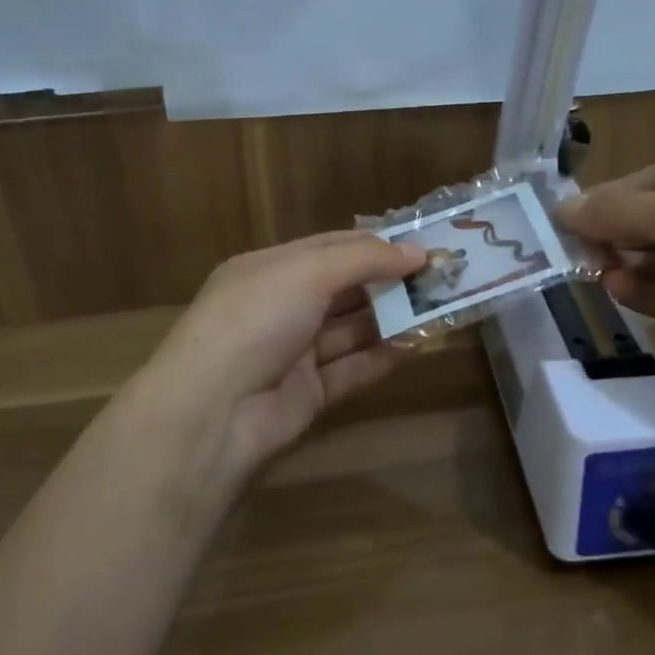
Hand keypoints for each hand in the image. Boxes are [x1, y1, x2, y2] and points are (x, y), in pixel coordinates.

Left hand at [129, 232, 427, 494]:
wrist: (214, 409)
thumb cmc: (256, 319)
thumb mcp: (307, 272)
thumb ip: (364, 259)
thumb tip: (416, 252)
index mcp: (269, 269)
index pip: (330, 247)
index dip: (376, 245)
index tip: (422, 245)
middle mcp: (281, 306)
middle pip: (344, 288)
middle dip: (389, 282)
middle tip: (441, 278)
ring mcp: (293, 352)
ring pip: (351, 330)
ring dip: (391, 319)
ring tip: (439, 309)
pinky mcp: (308, 393)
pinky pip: (351, 369)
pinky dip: (382, 357)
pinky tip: (416, 345)